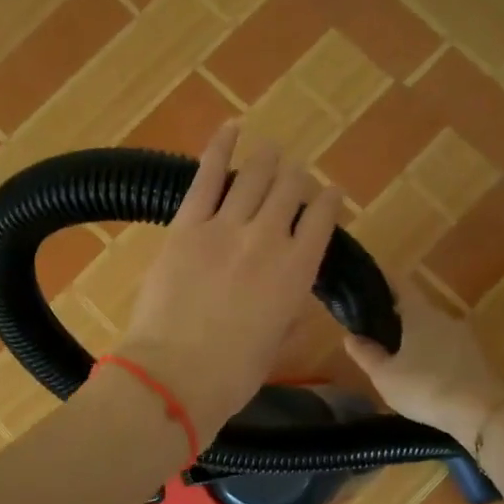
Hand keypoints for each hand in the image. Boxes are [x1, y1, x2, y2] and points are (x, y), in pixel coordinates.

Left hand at [118, 125, 341, 443]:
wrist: (174, 375)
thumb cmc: (231, 375)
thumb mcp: (273, 344)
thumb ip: (285, 310)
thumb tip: (286, 296)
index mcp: (297, 271)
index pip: (322, 220)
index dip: (328, 201)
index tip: (329, 193)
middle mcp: (268, 238)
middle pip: (290, 191)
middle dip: (296, 179)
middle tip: (293, 175)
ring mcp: (225, 227)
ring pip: (254, 177)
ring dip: (267, 160)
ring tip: (271, 149)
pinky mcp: (186, 225)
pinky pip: (207, 177)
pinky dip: (220, 148)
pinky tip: (231, 128)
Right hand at [343, 272, 503, 444]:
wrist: (483, 413)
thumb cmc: (426, 387)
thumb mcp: (385, 376)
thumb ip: (366, 354)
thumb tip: (351, 337)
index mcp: (419, 314)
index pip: (400, 285)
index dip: (382, 281)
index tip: (366, 285)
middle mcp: (443, 317)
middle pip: (416, 308)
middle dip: (396, 317)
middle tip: (375, 332)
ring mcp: (464, 337)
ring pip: (432, 330)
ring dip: (415, 338)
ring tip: (396, 357)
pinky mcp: (476, 357)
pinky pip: (446, 348)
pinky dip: (432, 354)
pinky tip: (422, 374)